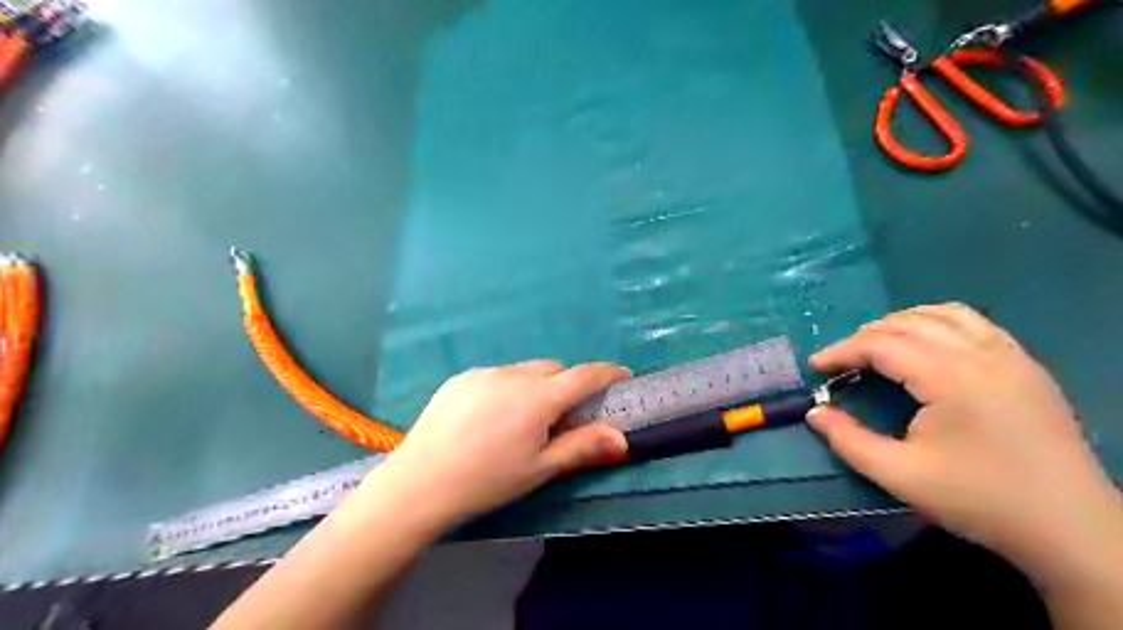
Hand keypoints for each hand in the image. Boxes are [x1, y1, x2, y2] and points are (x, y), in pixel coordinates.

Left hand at [354, 358, 626, 531]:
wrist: (419, 483)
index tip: (623, 376)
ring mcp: (484, 373)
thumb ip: (581, 447)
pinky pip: (497, 375)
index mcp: (538, 398)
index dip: (607, 373)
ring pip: (524, 371)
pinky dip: (507, 388)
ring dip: (535, 386)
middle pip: (554, 369)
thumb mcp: (539, 469)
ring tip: (521, 420)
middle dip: (567, 384)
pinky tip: (490, 417)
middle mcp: (513, 375)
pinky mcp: (461, 377)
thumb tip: (622, 438)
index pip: (583, 375)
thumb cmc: (487, 481)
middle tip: (563, 415)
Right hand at [808, 306, 1122, 565]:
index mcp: (952, 379)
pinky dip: (938, 322)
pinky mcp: (1026, 366)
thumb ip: (849, 440)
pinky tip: (926, 343)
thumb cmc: (979, 500)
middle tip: (842, 360)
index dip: (843, 350)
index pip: (883, 344)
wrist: (1070, 529)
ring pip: (944, 314)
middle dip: (866, 336)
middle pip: (909, 323)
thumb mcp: (900, 475)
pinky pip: (974, 323)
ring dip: (901, 322)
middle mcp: (982, 355)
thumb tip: (814, 412)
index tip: (816, 366)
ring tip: (877, 345)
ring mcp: (1010, 356)